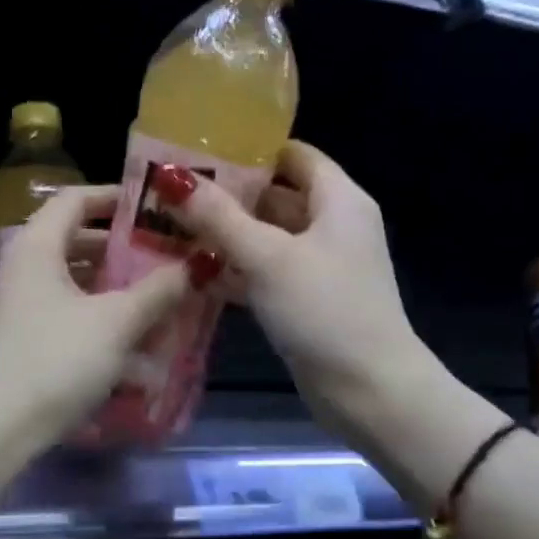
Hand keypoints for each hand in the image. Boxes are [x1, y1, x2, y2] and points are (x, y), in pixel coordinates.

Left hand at [0, 186, 189, 439]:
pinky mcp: (24, 342)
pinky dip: (99, 318)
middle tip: (165, 254)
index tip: (155, 206)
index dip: (114, 196)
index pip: (75, 199)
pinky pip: (68, 315)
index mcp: (37, 247)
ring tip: (157, 297)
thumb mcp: (116, 322)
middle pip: (75, 241)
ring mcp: (20, 308)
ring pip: (74, 283)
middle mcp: (23, 270)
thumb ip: (158, 290)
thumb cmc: (56, 359)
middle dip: (122, 248)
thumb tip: (196, 265)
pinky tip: (132, 341)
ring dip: (114, 287)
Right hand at [157, 142, 440, 442]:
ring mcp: (319, 267)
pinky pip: (265, 273)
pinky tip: (192, 272)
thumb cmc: (324, 309)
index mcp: (338, 201)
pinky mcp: (305, 301)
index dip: (250, 149)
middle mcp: (332, 226)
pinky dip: (234, 270)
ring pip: (266, 238)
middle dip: (227, 194)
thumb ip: (219, 217)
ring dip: (225, 235)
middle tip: (172, 191)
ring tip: (170, 227)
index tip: (199, 149)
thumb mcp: (268, 257)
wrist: (368, 390)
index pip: (293, 156)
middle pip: (275, 196)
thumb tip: (173, 176)